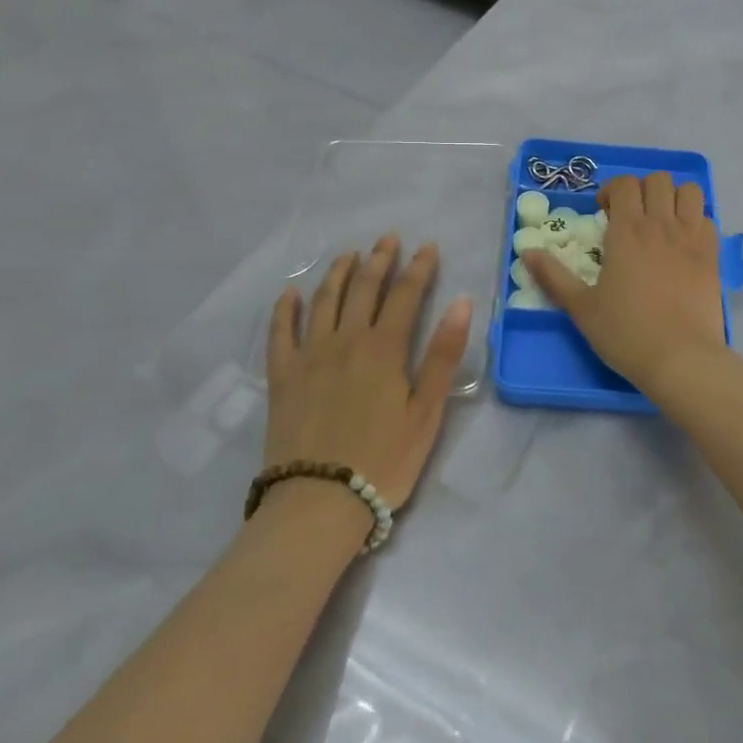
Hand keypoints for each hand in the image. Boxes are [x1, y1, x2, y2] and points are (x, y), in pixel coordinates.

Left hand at [265, 236, 473, 515]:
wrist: (319, 503)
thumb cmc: (383, 460)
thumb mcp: (426, 412)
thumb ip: (443, 354)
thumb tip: (462, 302)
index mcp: (384, 348)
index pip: (406, 294)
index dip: (419, 267)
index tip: (427, 246)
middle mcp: (345, 340)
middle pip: (363, 288)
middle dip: (379, 259)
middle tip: (388, 239)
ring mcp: (309, 356)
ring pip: (323, 301)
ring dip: (338, 273)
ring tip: (348, 255)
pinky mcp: (282, 377)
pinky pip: (280, 333)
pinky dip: (285, 309)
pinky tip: (290, 293)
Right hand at [526, 172, 726, 396]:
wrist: (681, 359)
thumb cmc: (626, 333)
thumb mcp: (581, 307)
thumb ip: (553, 276)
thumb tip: (526, 251)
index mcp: (627, 231)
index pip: (624, 184)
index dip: (612, 190)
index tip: (604, 213)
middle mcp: (661, 225)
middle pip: (658, 180)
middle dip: (642, 189)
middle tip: (631, 216)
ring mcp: (692, 238)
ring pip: (689, 191)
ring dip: (674, 198)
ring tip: (662, 221)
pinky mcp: (713, 256)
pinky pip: (708, 219)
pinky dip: (696, 221)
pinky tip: (684, 244)